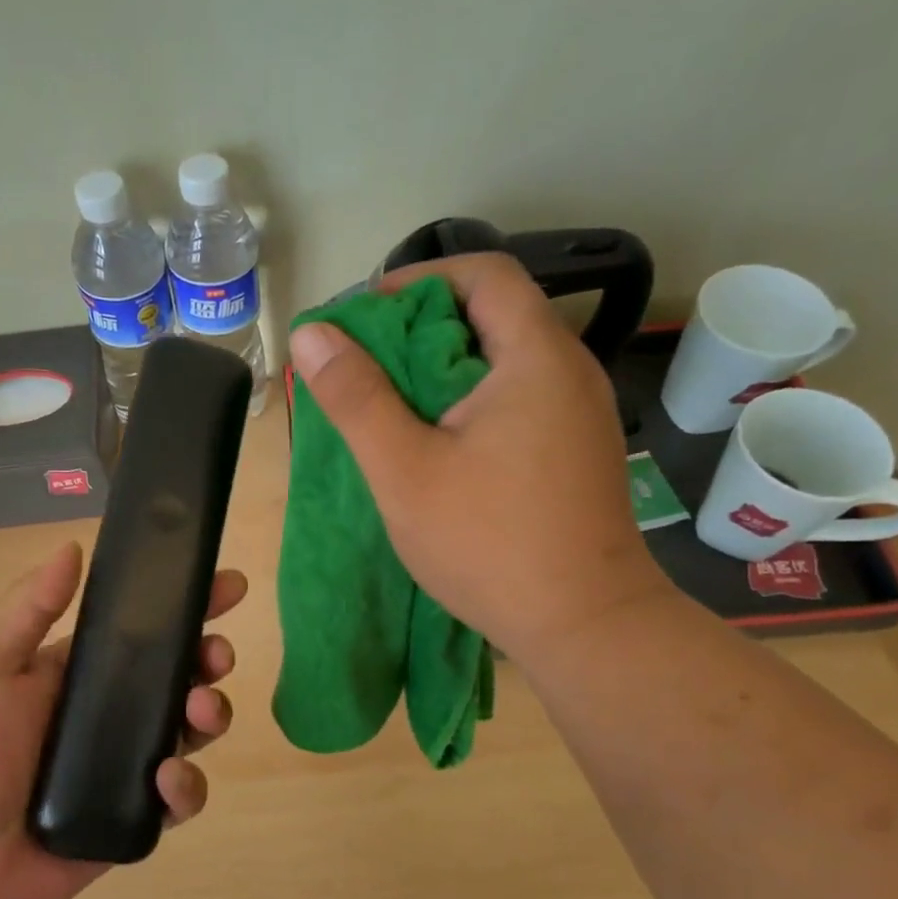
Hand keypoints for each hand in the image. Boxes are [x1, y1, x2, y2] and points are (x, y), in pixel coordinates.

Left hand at [0, 542, 245, 898]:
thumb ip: (27, 609)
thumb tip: (74, 547)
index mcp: (78, 672)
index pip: (144, 629)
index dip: (187, 605)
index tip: (228, 585)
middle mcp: (109, 714)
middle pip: (179, 677)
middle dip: (209, 659)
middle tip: (217, 656)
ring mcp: (124, 766)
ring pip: (190, 731)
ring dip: (211, 713)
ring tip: (201, 711)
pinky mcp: (132, 817)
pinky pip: (180, 797)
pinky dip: (187, 786)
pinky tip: (166, 782)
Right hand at [287, 252, 670, 661]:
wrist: (585, 625)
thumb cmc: (489, 543)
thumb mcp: (405, 470)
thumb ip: (356, 398)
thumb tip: (312, 334)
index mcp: (536, 357)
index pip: (483, 273)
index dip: (417, 279)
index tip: (365, 316)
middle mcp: (570, 370)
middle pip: (493, 313)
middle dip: (422, 327)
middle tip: (366, 365)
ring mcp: (580, 412)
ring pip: (505, 359)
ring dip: (444, 367)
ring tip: (392, 404)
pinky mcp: (577, 449)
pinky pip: (520, 397)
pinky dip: (472, 400)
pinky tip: (440, 443)